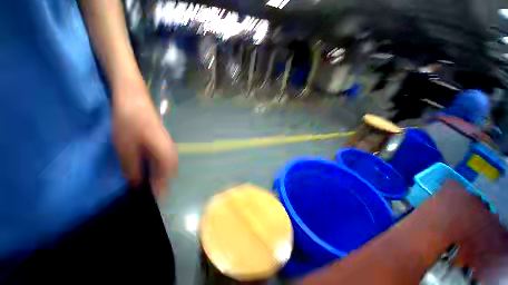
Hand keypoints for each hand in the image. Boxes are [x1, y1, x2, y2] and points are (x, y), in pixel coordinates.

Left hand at [112, 81, 177, 196]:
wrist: (134, 98)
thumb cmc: (129, 121)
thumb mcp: (125, 146)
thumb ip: (132, 167)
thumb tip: (136, 184)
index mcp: (164, 152)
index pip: (166, 176)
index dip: (161, 189)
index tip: (155, 202)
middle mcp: (170, 150)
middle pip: (170, 171)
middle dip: (163, 184)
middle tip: (152, 195)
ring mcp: (167, 144)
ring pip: (167, 165)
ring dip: (161, 176)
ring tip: (150, 185)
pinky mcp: (161, 141)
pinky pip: (163, 159)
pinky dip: (158, 168)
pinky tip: (148, 170)